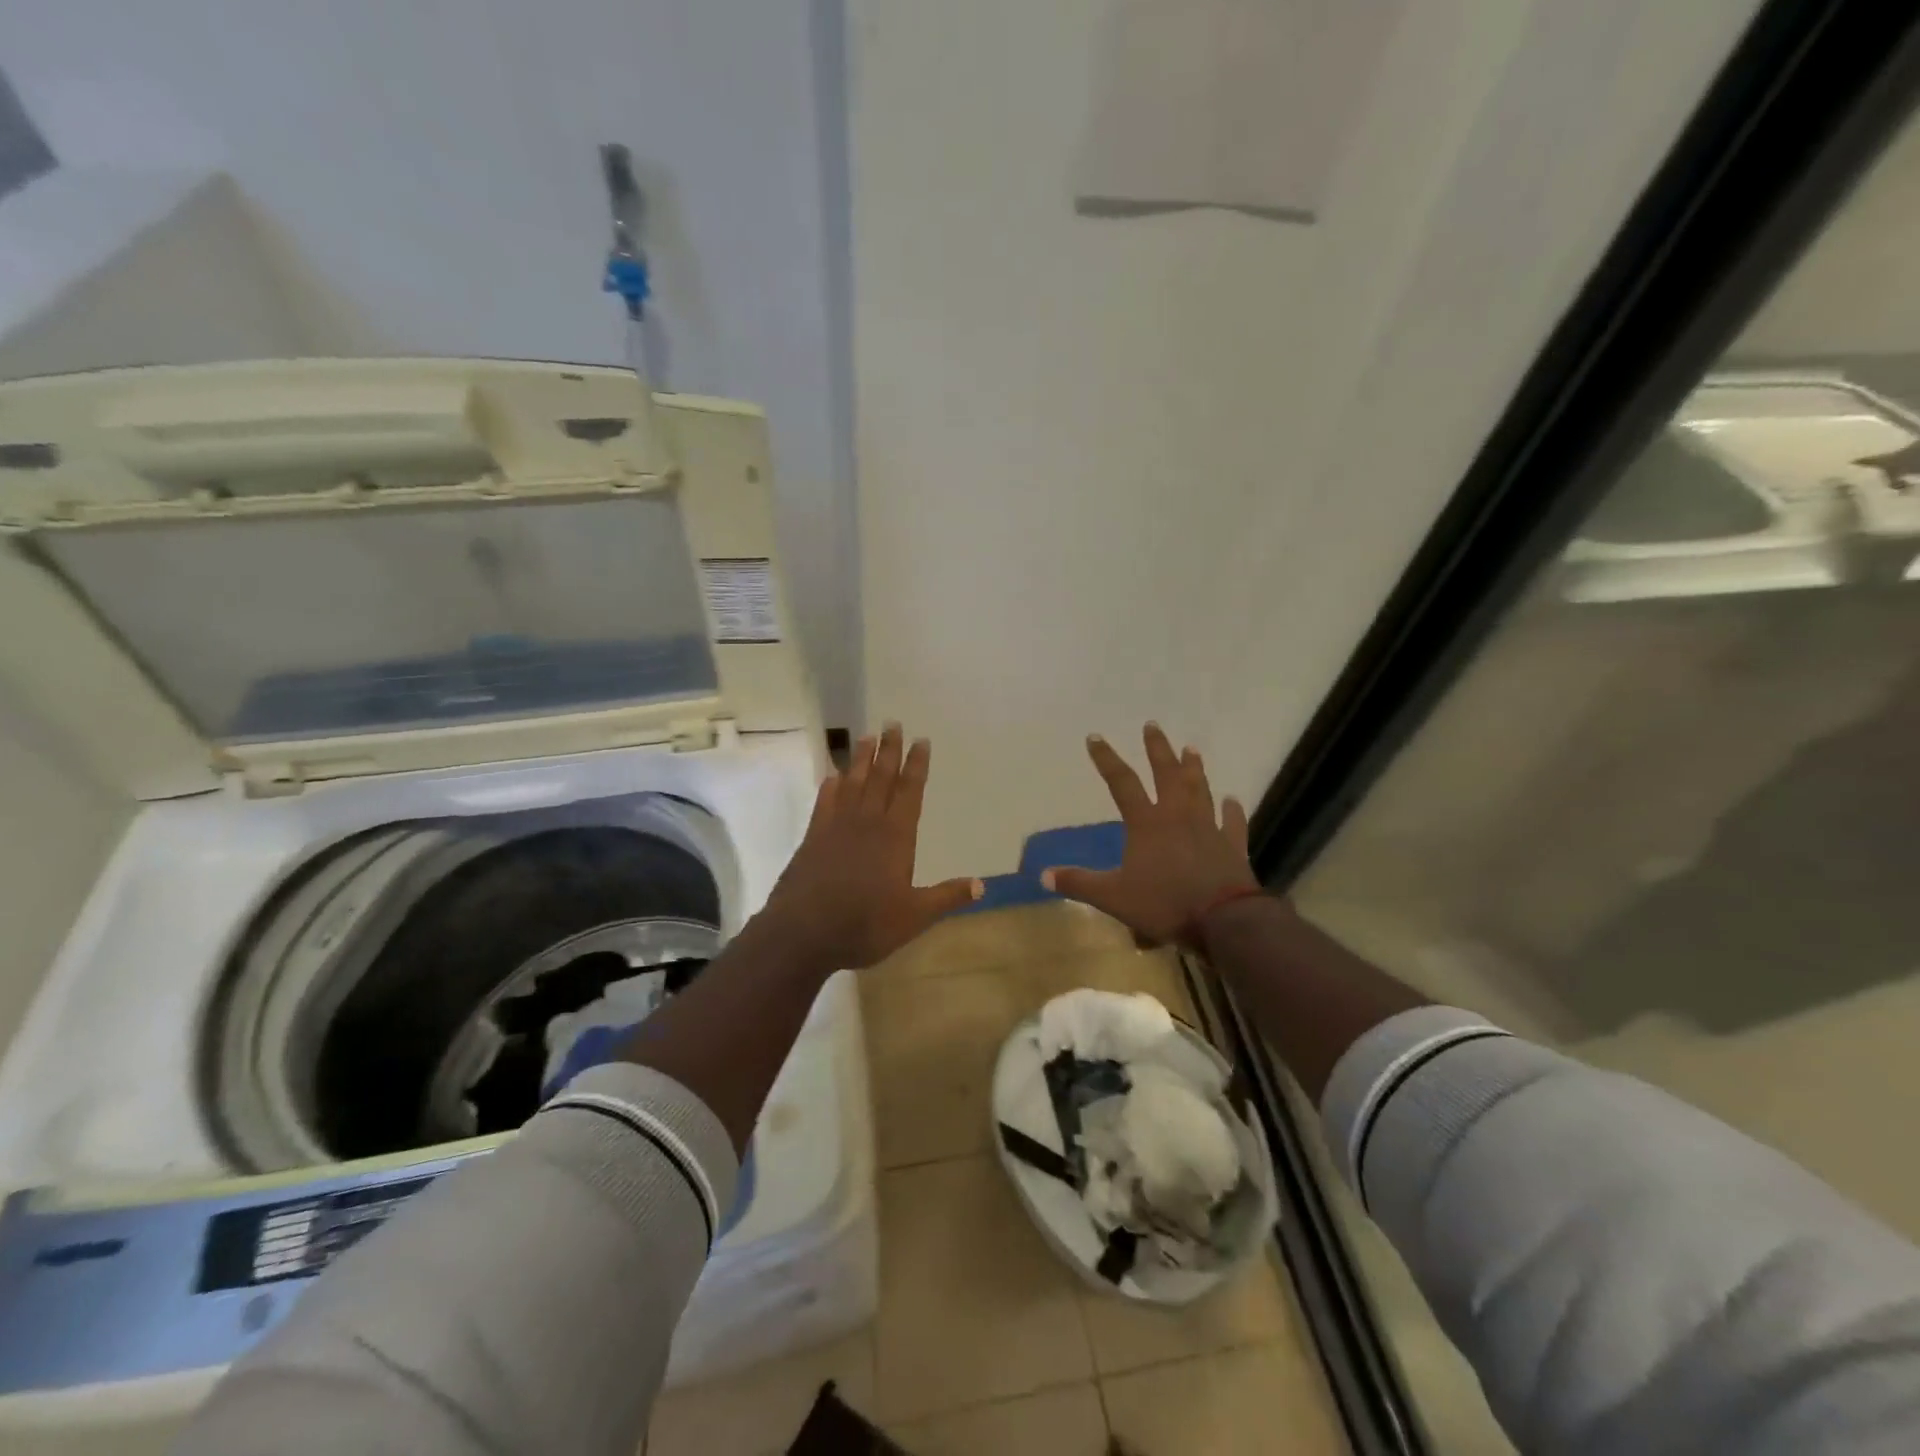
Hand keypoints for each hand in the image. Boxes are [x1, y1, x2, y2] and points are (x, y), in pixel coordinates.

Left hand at [759, 723, 982, 968]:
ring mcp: (836, 827)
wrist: (803, 933)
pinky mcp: (813, 837)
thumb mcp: (914, 916)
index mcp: (895, 836)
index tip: (921, 740)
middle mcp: (867, 822)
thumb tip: (981, 885)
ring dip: (860, 759)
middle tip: (892, 724)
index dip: (916, 765)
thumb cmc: (865, 924)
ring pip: (852, 783)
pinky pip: (824, 802)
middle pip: (880, 778)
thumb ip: (946, 897)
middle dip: (889, 750)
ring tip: (866, 736)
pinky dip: (831, 786)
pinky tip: (832, 776)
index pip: (909, 791)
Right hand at [1041, 723, 1259, 946]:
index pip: (1122, 783)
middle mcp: (1177, 816)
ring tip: (1191, 748)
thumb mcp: (1113, 897)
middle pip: (1166, 774)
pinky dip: (1232, 810)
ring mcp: (1208, 828)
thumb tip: (1043, 875)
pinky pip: (1233, 823)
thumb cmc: (1164, 903)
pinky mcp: (1232, 846)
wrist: (1223, 920)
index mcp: (1146, 823)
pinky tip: (1233, 800)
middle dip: (1157, 749)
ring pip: (1200, 790)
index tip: (1095, 737)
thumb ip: (1079, 884)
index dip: (1106, 759)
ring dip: (1194, 769)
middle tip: (1152, 725)